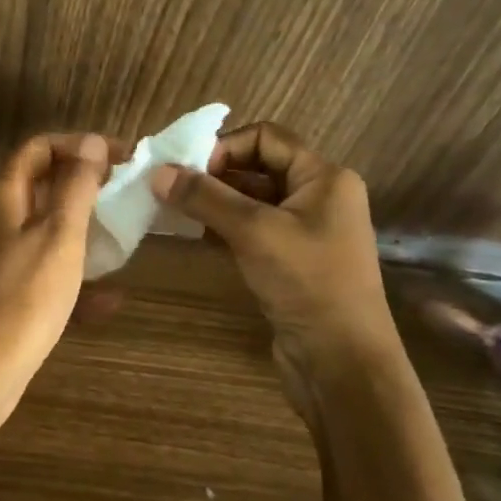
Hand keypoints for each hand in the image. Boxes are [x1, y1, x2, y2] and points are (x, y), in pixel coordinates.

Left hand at [0, 132, 121, 445]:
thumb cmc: (27, 294)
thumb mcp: (61, 234)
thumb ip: (78, 186)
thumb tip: (92, 143)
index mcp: (5, 196)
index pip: (40, 148)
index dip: (79, 145)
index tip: (119, 157)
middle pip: (43, 186)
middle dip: (85, 186)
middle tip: (125, 193)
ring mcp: (0, 258)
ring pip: (47, 231)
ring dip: (84, 230)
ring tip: (123, 237)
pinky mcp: (7, 293)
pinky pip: (46, 272)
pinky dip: (75, 278)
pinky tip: (111, 301)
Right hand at [152, 122, 399, 405]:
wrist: (342, 363)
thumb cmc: (307, 283)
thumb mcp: (253, 232)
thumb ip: (205, 198)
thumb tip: (158, 172)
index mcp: (324, 177)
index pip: (266, 137)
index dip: (224, 146)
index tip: (187, 169)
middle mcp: (318, 196)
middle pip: (257, 167)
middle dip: (214, 174)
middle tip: (171, 188)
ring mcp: (306, 231)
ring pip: (252, 201)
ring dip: (215, 203)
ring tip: (173, 210)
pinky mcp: (292, 261)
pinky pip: (253, 230)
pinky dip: (224, 228)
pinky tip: (193, 234)